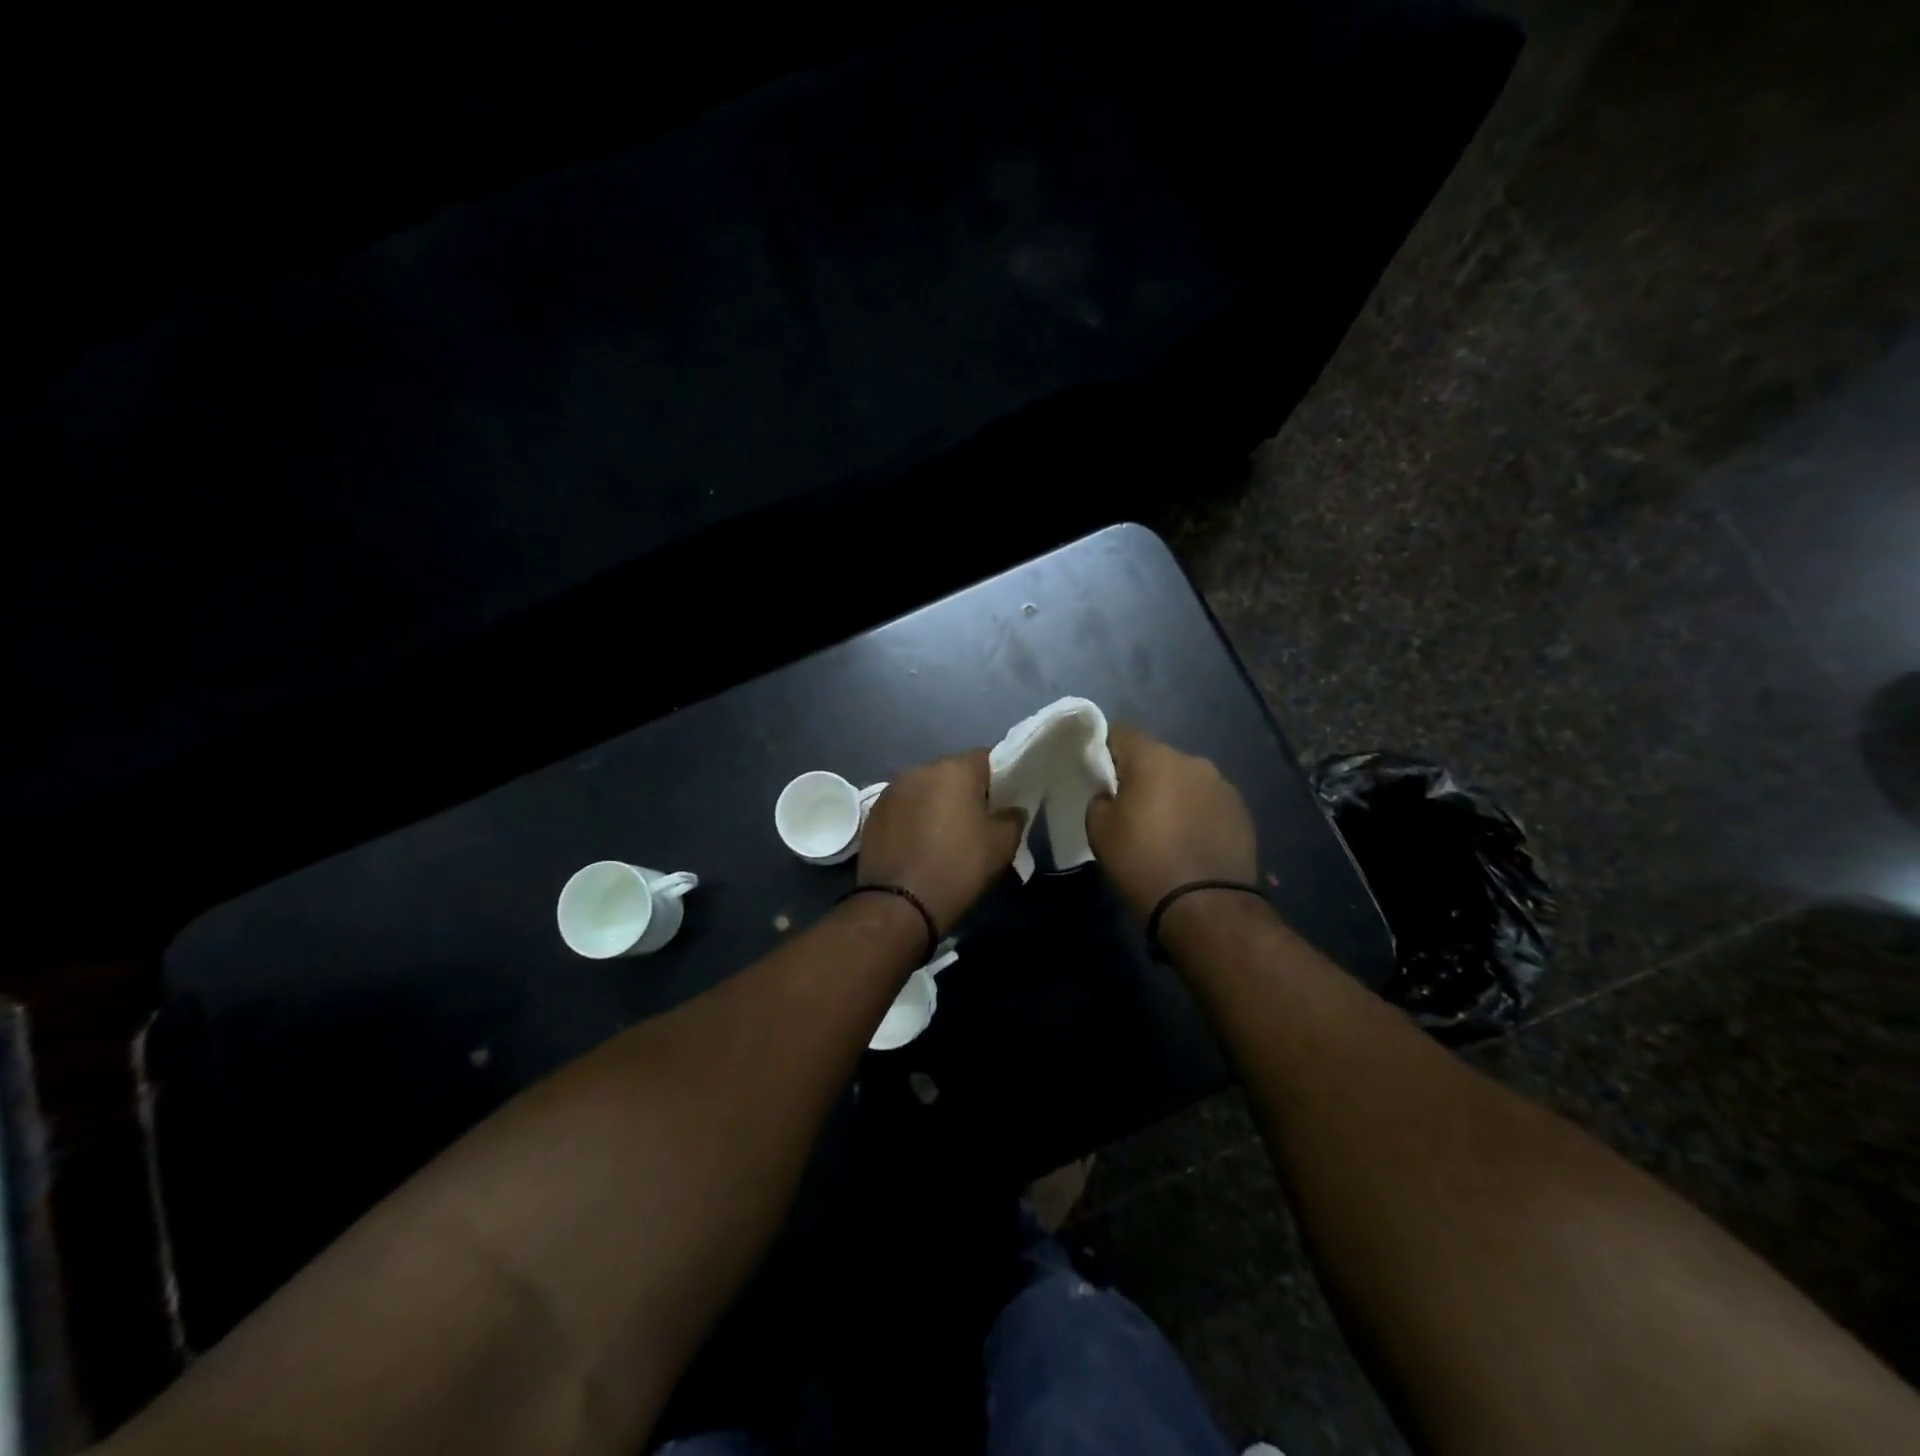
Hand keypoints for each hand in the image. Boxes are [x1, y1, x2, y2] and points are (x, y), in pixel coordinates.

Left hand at [858, 749, 1023, 934]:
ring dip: (936, 804)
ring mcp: (892, 790)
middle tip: (977, 821)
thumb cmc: (958, 868)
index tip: (1003, 802)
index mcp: (954, 769)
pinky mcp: (873, 813)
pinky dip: (913, 819)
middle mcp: (920, 770)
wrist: (899, 904)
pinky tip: (918, 845)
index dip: (999, 778)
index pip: (986, 758)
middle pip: (952, 772)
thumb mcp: (1002, 845)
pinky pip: (903, 807)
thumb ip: (1013, 818)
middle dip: (965, 791)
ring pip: (925, 789)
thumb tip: (1011, 810)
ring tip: (944, 835)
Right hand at [1085, 726, 1256, 921]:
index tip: (1099, 776)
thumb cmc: (1143, 862)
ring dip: (1172, 794)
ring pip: (1184, 779)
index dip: (1105, 750)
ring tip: (1164, 829)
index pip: (1121, 732)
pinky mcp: (1241, 811)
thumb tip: (1111, 793)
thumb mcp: (1099, 830)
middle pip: (1156, 756)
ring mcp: (1222, 785)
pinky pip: (1207, 801)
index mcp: (1153, 757)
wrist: (1205, 906)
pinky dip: (1195, 813)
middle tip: (1129, 808)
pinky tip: (1190, 841)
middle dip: (1141, 775)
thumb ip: (1100, 798)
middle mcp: (1192, 761)